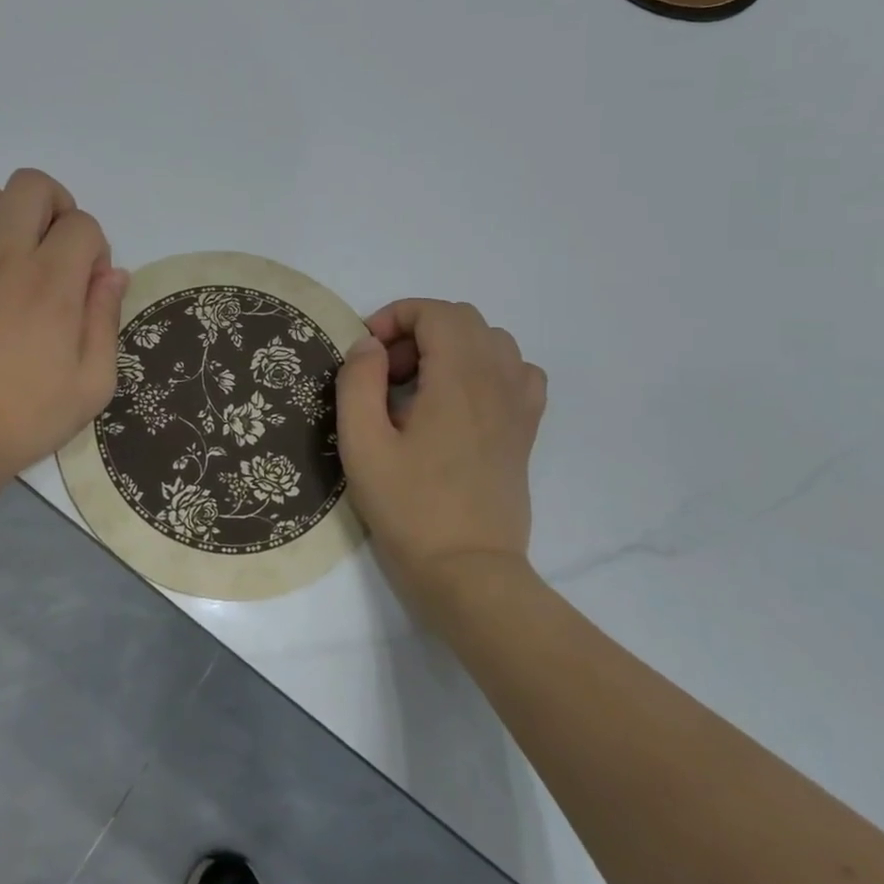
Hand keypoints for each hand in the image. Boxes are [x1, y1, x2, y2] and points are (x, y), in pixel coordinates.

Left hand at [0, 169, 128, 494]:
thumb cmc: (22, 421)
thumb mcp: (91, 386)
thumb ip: (105, 320)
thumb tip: (112, 273)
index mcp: (51, 284)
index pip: (82, 223)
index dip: (94, 246)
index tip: (86, 284)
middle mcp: (5, 260)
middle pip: (31, 186)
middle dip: (54, 206)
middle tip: (53, 248)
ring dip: (6, 215)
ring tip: (10, 254)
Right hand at [335, 299, 547, 612]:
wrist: (467, 570)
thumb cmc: (408, 507)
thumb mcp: (362, 443)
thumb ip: (358, 382)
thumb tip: (369, 346)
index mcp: (458, 380)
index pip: (437, 312)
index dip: (396, 316)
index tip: (367, 352)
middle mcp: (497, 382)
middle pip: (464, 320)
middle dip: (418, 330)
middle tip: (387, 372)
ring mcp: (518, 406)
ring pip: (493, 341)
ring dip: (452, 346)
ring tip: (420, 385)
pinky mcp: (525, 431)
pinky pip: (518, 373)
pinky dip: (488, 369)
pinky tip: (462, 399)